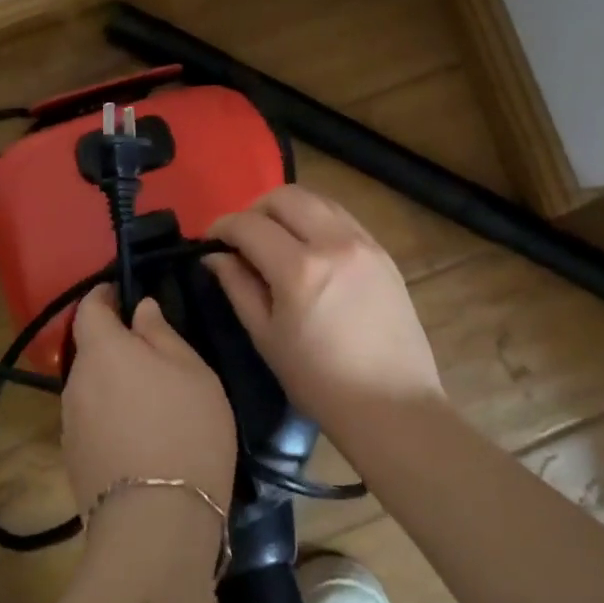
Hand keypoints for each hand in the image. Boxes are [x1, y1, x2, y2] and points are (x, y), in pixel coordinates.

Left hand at [63, 286, 237, 514]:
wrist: (157, 521)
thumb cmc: (185, 429)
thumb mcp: (191, 370)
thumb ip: (161, 332)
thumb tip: (140, 309)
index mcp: (102, 350)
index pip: (89, 308)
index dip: (104, 296)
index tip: (125, 294)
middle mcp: (75, 382)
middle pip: (91, 350)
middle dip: (116, 345)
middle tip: (154, 354)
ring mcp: (69, 424)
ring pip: (92, 388)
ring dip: (114, 384)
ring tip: (153, 400)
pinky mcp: (73, 460)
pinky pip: (92, 421)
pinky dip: (112, 416)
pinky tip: (141, 436)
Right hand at [206, 186, 445, 437]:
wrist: (393, 405)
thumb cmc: (319, 382)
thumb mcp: (267, 338)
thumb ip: (238, 287)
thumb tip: (215, 256)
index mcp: (300, 269)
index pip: (249, 225)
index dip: (222, 226)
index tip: (210, 239)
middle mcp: (334, 242)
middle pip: (284, 197)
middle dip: (254, 209)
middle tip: (242, 238)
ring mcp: (364, 243)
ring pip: (316, 199)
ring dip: (287, 210)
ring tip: (275, 239)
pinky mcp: (383, 252)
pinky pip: (342, 217)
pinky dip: (316, 220)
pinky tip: (309, 248)